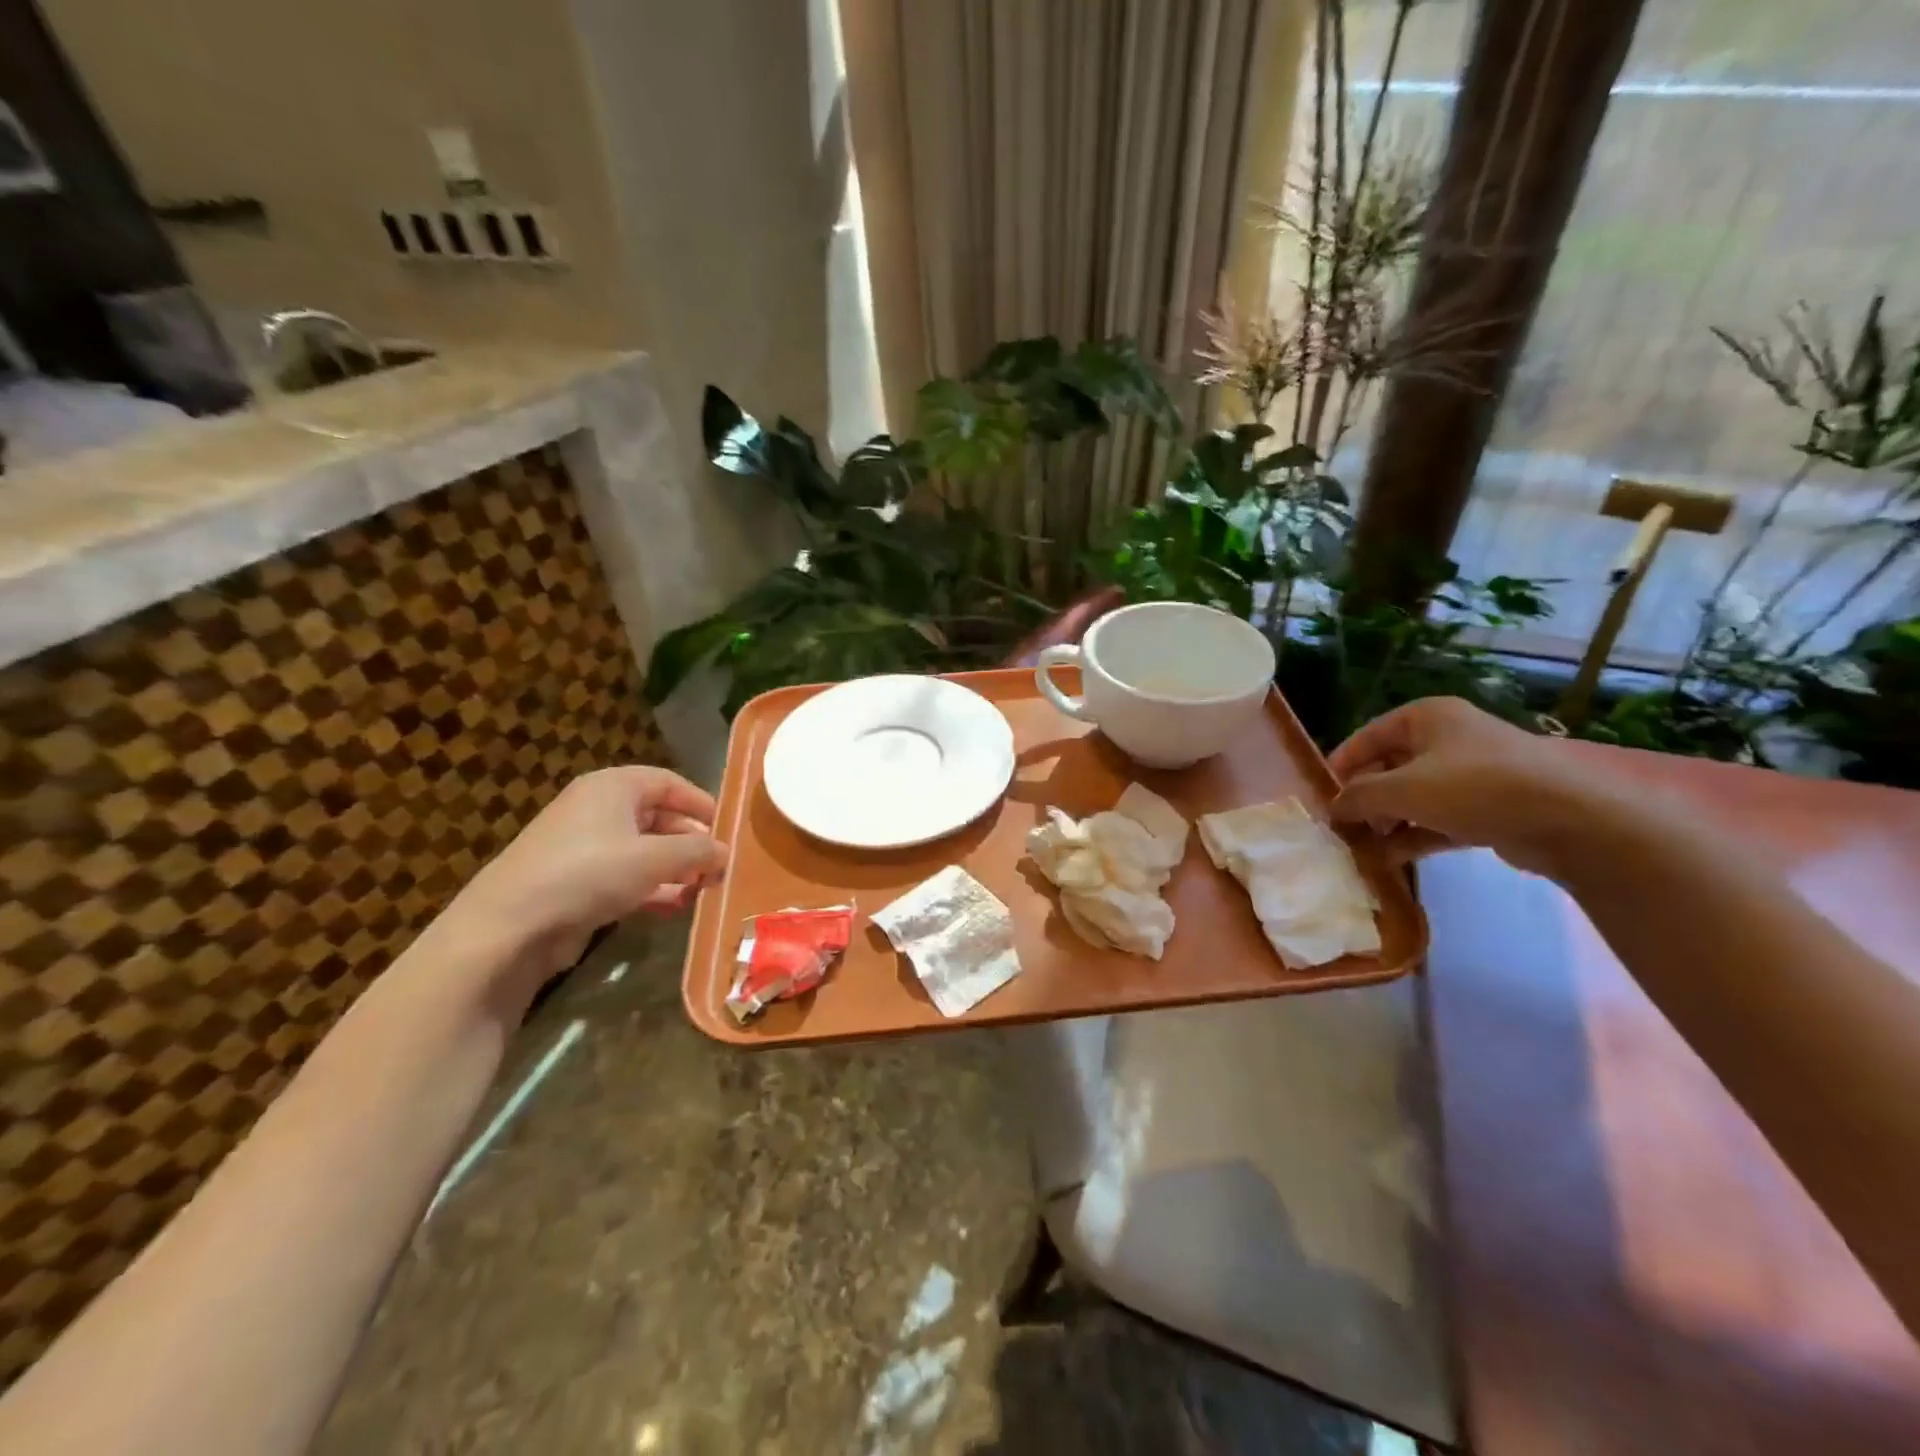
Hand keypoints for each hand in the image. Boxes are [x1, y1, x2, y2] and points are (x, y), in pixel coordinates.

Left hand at [443, 766, 727, 983]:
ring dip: (676, 870)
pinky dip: (652, 888)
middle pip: (658, 817)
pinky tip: (674, 908)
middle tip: (719, 866)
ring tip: (702, 891)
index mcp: (613, 787)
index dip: (701, 803)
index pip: (669, 782)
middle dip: (691, 842)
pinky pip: (626, 876)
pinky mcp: (576, 882)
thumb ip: (698, 851)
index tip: (728, 829)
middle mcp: (598, 810)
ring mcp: (584, 847)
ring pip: (644, 850)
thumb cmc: (589, 873)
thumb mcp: (655, 858)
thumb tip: (726, 852)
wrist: (510, 927)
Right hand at [1328, 697, 1594, 875]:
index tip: (1322, 798)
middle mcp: (1448, 739)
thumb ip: (1358, 797)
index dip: (1341, 767)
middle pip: (1390, 768)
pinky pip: (1439, 819)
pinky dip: (1415, 836)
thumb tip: (1333, 809)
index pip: (1367, 738)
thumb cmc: (1474, 787)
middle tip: (1343, 828)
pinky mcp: (1490, 808)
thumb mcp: (1401, 789)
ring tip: (1362, 849)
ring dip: (1387, 823)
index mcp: (1426, 718)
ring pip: (1414, 797)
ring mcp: (1472, 774)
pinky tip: (1390, 860)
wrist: (1569, 819)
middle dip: (1365, 800)